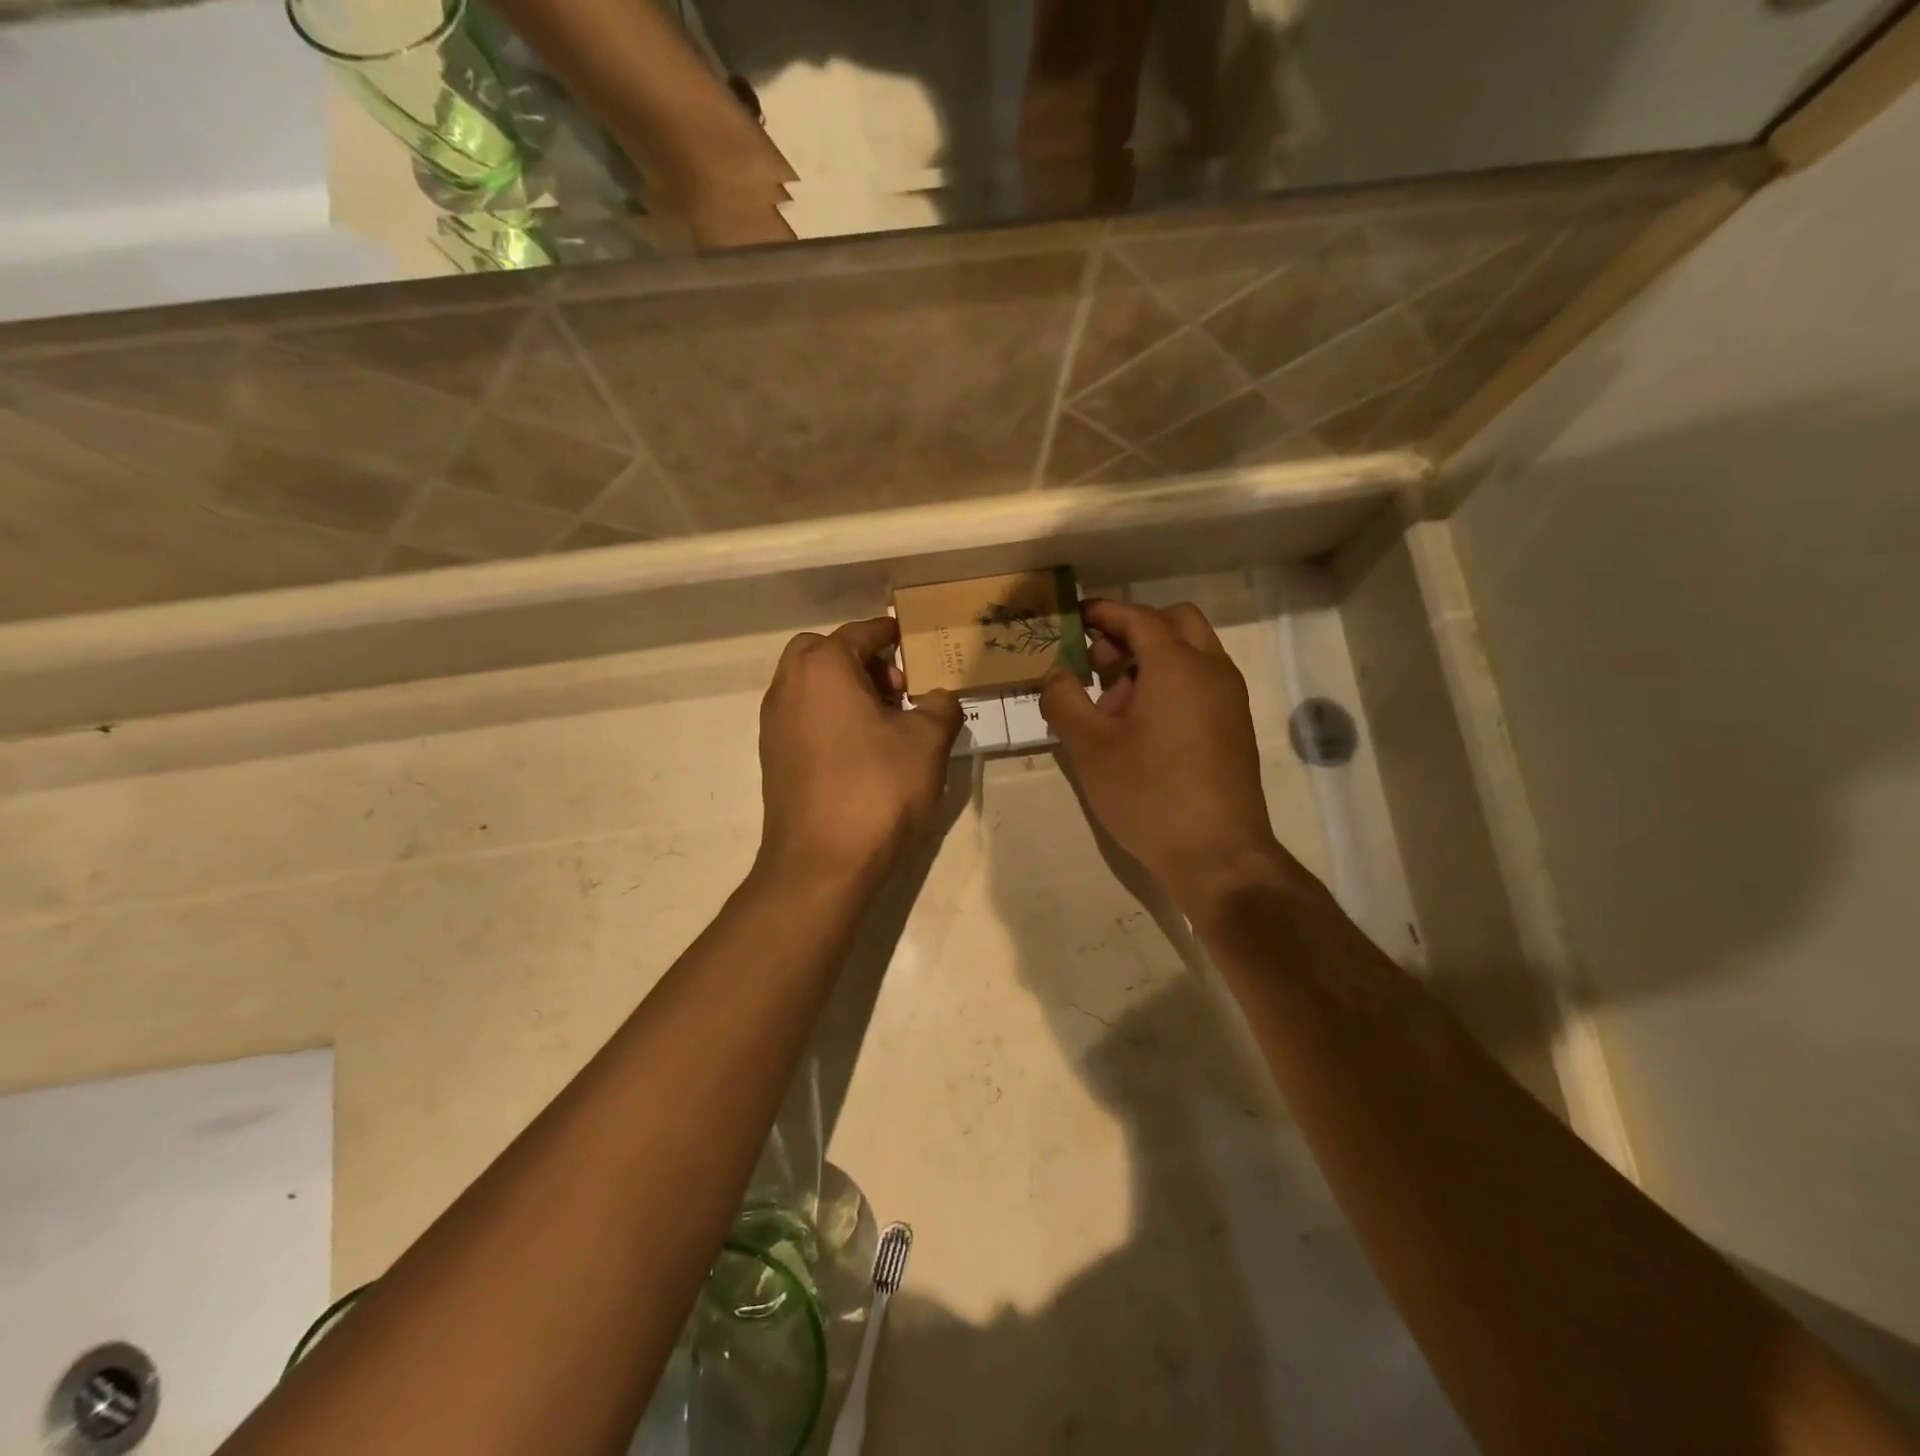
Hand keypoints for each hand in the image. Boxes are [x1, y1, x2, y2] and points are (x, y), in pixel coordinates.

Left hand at [757, 618, 962, 889]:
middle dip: (860, 658)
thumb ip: (940, 707)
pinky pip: (803, 716)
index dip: (889, 632)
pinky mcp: (773, 757)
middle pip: (823, 652)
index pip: (860, 633)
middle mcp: (789, 686)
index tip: (911, 638)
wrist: (821, 862)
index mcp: (823, 668)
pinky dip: (829, 715)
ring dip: (844, 688)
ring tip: (884, 722)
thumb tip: (941, 698)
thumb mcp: (927, 743)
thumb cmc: (877, 789)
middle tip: (895, 688)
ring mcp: (774, 724)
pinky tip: (861, 750)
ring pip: (809, 685)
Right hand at [1040, 600, 1320, 920]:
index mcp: (1177, 665)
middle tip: (1098, 663)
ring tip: (1112, 705)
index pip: (1138, 617)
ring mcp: (1229, 699)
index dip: (1104, 612)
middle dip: (1132, 631)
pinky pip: (1201, 683)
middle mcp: (1211, 670)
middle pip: (1174, 623)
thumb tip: (1057, 674)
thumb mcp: (1089, 748)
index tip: (1075, 617)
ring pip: (1191, 653)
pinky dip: (1171, 684)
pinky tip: (1141, 728)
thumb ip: (1064, 700)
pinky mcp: (1235, 727)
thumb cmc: (1148, 794)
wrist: (1218, 855)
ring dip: (1151, 660)